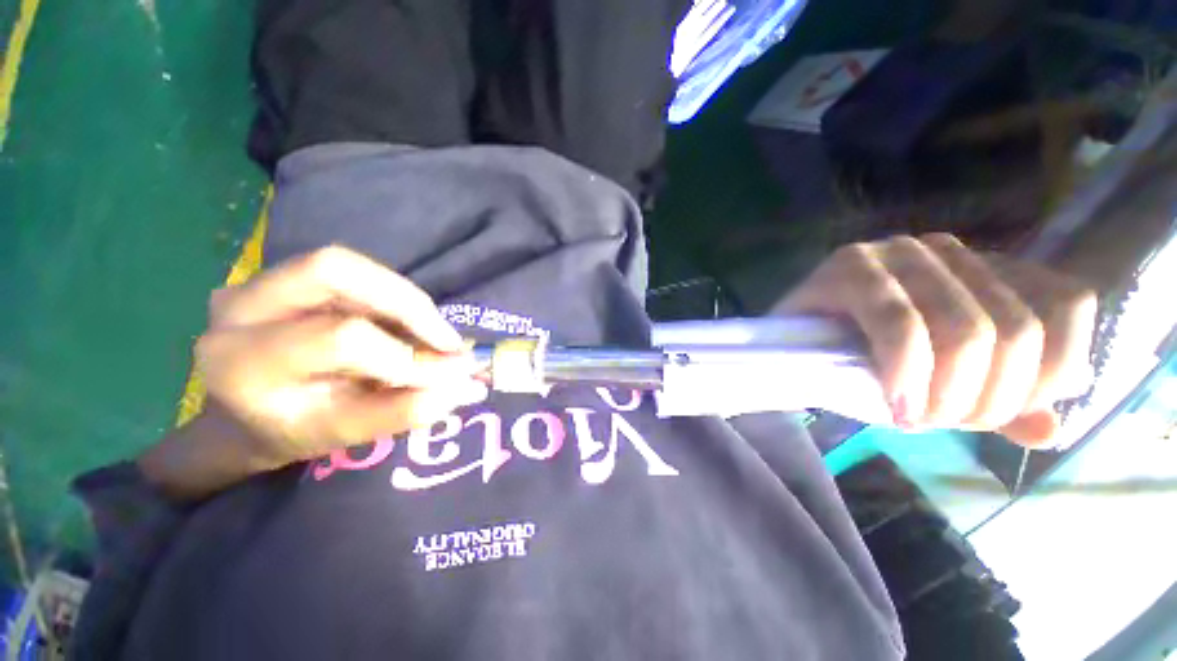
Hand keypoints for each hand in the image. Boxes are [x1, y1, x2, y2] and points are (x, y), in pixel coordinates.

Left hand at [195, 245, 486, 467]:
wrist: (243, 418)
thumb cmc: (289, 433)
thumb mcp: (344, 434)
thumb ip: (403, 411)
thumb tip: (464, 385)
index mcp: (244, 362)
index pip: (343, 338)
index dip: (406, 356)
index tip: (450, 374)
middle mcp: (238, 307)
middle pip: (334, 269)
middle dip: (407, 302)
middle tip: (446, 338)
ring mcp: (255, 284)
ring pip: (346, 266)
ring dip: (404, 299)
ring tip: (432, 334)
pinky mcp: (279, 277)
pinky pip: (349, 273)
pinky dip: (391, 297)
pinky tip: (407, 325)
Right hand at [775, 234, 1096, 446]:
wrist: (789, 347)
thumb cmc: (867, 363)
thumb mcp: (946, 387)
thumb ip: (1003, 403)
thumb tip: (1051, 430)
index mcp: (987, 270)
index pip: (1066, 306)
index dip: (1048, 373)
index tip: (997, 416)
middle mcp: (948, 251)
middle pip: (1015, 330)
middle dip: (986, 398)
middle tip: (941, 425)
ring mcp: (896, 254)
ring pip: (966, 330)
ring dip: (946, 395)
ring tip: (914, 419)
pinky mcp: (849, 267)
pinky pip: (901, 326)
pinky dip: (905, 373)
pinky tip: (895, 405)